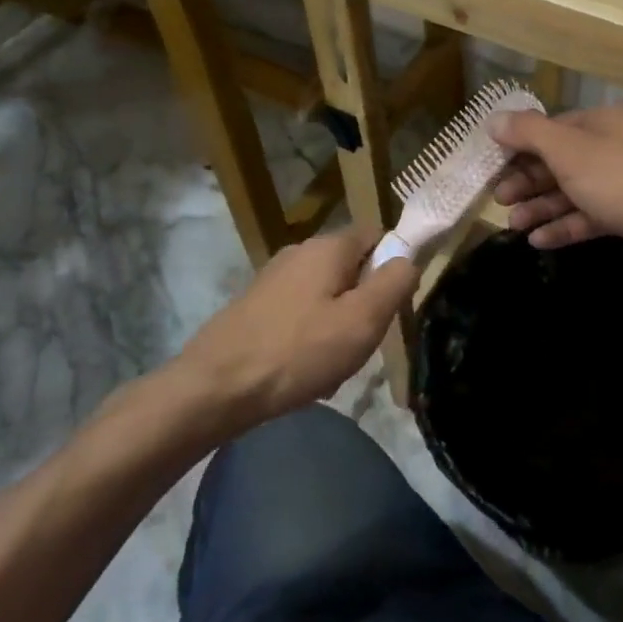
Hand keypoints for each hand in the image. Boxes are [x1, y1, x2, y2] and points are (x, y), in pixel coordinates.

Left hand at [176, 228, 417, 426]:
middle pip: (351, 266)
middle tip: (363, 342)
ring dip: (338, 323)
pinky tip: (303, 370)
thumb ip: (394, 284)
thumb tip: (408, 259)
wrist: (214, 387)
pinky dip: (310, 335)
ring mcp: (274, 278)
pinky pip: (300, 312)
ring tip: (333, 365)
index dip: (393, 264)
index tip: (393, 305)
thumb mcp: (362, 321)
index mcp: (329, 246)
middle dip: (364, 302)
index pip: (377, 234)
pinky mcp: (255, 304)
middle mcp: (300, 251)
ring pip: (326, 293)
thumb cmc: (298, 351)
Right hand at [490, 104, 622, 281]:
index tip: (495, 167)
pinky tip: (540, 241)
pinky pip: (593, 216)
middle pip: (563, 160)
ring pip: (576, 190)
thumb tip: (494, 119)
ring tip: (514, 225)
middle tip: (500, 200)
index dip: (522, 146)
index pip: (555, 127)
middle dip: (529, 180)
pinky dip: (567, 225)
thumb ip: (528, 133)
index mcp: (606, 121)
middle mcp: (619, 145)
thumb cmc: (622, 179)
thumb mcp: (568, 150)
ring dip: (543, 206)